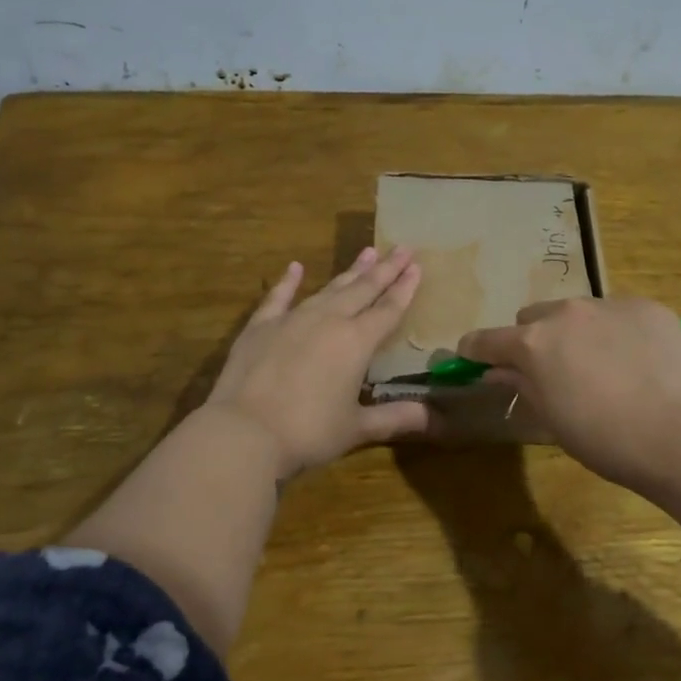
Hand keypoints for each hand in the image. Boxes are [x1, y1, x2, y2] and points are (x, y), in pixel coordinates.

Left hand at [203, 246, 430, 481]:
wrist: (245, 432)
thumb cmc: (308, 432)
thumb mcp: (357, 428)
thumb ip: (395, 418)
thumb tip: (435, 420)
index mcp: (356, 342)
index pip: (388, 310)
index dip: (404, 289)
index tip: (417, 266)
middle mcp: (328, 321)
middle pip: (363, 290)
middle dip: (386, 269)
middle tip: (403, 248)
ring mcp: (292, 319)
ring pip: (329, 289)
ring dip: (350, 272)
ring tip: (368, 252)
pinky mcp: (261, 326)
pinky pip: (279, 297)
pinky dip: (288, 282)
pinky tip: (295, 267)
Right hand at [457, 296, 680, 491]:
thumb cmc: (605, 439)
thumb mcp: (552, 418)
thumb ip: (522, 385)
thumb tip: (499, 371)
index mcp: (534, 343)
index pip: (486, 340)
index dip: (476, 351)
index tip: (473, 359)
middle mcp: (565, 312)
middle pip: (533, 317)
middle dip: (533, 339)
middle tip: (553, 370)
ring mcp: (608, 304)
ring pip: (577, 312)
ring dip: (576, 332)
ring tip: (603, 366)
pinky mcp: (646, 306)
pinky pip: (618, 313)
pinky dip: (616, 331)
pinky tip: (638, 362)